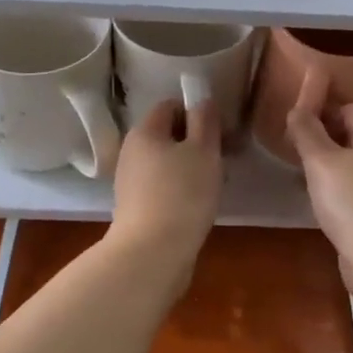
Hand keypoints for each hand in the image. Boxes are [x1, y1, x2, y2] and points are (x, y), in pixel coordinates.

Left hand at [108, 100, 221, 291]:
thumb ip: (205, 120)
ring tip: (215, 186)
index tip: (221, 133)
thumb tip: (201, 98)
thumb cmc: (182, 194)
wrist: (152, 254)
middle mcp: (131, 152)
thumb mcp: (203, 150)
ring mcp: (130, 182)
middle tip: (223, 160)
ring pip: (167, 163)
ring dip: (192, 169)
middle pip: (168, 135)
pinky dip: (181, 190)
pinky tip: (198, 206)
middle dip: (197, 144)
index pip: (170, 106)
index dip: (197, 113)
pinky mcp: (135, 208)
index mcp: (144, 131)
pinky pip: (163, 187)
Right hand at [283, 70, 352, 299]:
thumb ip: (307, 131)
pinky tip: (319, 200)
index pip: (346, 106)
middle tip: (292, 148)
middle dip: (321, 137)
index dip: (320, 110)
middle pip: (350, 132)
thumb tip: (298, 108)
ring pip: (351, 160)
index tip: (294, 123)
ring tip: (300, 173)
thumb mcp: (321, 161)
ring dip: (327, 164)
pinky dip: (336, 187)